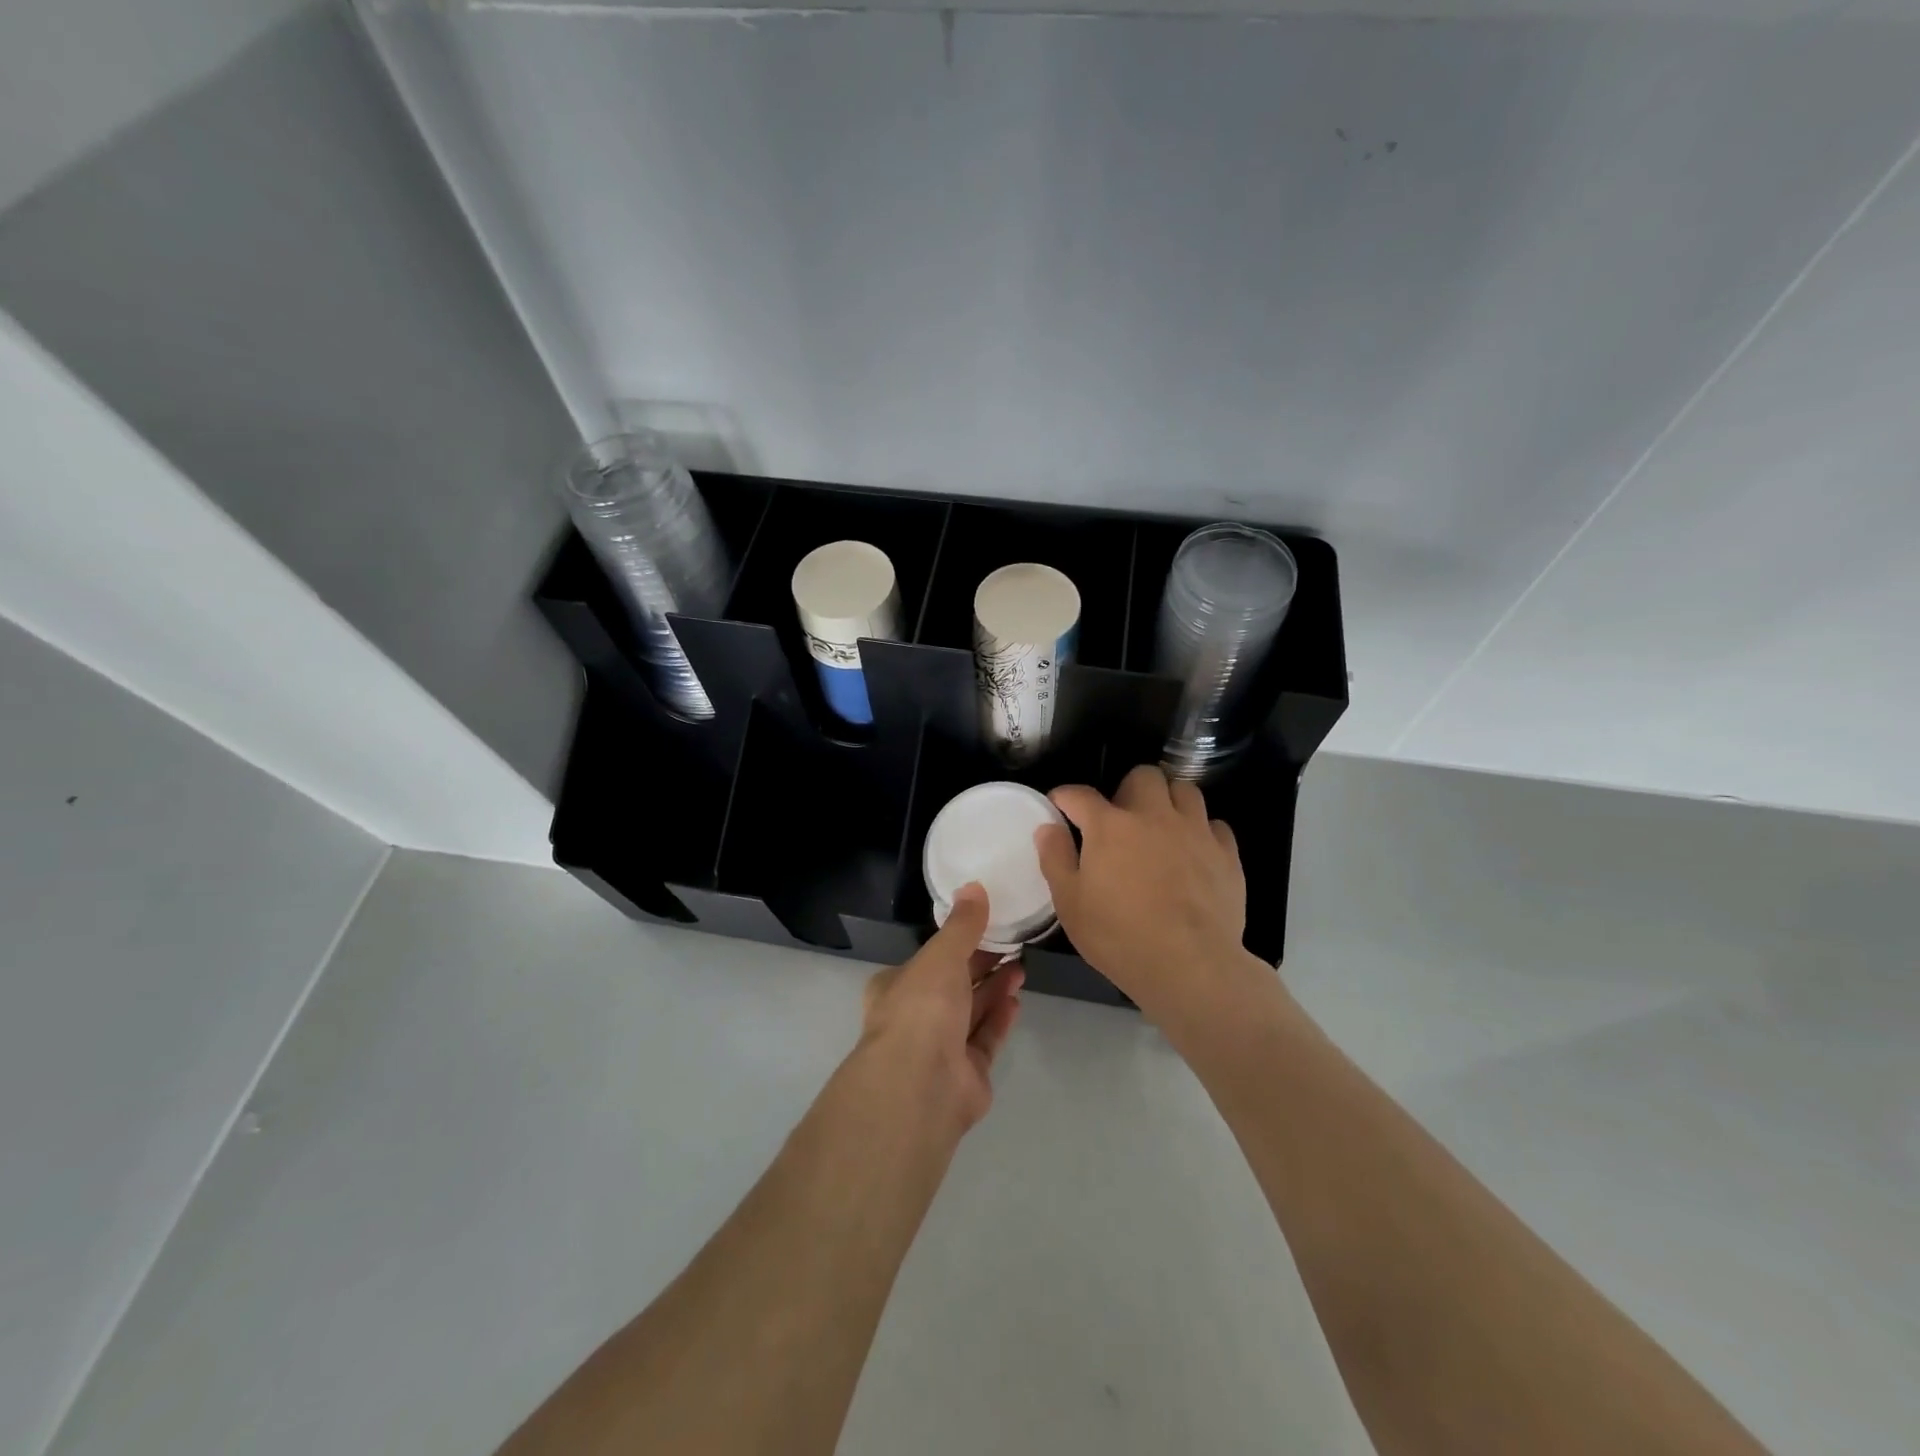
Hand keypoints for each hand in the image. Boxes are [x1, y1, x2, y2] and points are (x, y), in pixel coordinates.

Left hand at [858, 884, 1023, 1131]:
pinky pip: (985, 1040)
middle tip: (1012, 945)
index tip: (986, 926)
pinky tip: (1016, 1000)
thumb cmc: (922, 1009)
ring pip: (971, 1013)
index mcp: (898, 986)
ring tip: (1021, 968)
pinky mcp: (966, 1075)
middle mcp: (916, 1017)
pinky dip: (999, 1020)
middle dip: (981, 965)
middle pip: (953, 986)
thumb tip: (974, 886)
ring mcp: (940, 1049)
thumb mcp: (942, 955)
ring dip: (994, 990)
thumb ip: (962, 925)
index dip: (957, 943)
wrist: (921, 1085)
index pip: (929, 959)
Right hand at [1035, 764, 1248, 1015]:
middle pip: (1143, 776)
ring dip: (1169, 801)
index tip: (1060, 806)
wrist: (1190, 965)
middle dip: (1128, 789)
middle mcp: (1154, 816)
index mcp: (1110, 826)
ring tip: (1162, 827)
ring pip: (1185, 790)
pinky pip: (1216, 825)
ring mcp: (1195, 831)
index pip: (1080, 794)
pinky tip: (1195, 852)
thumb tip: (1048, 828)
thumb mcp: (1070, 904)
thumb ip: (1056, 859)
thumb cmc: (1119, 936)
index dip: (1065, 797)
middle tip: (1121, 819)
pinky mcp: (1227, 854)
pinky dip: (1203, 831)